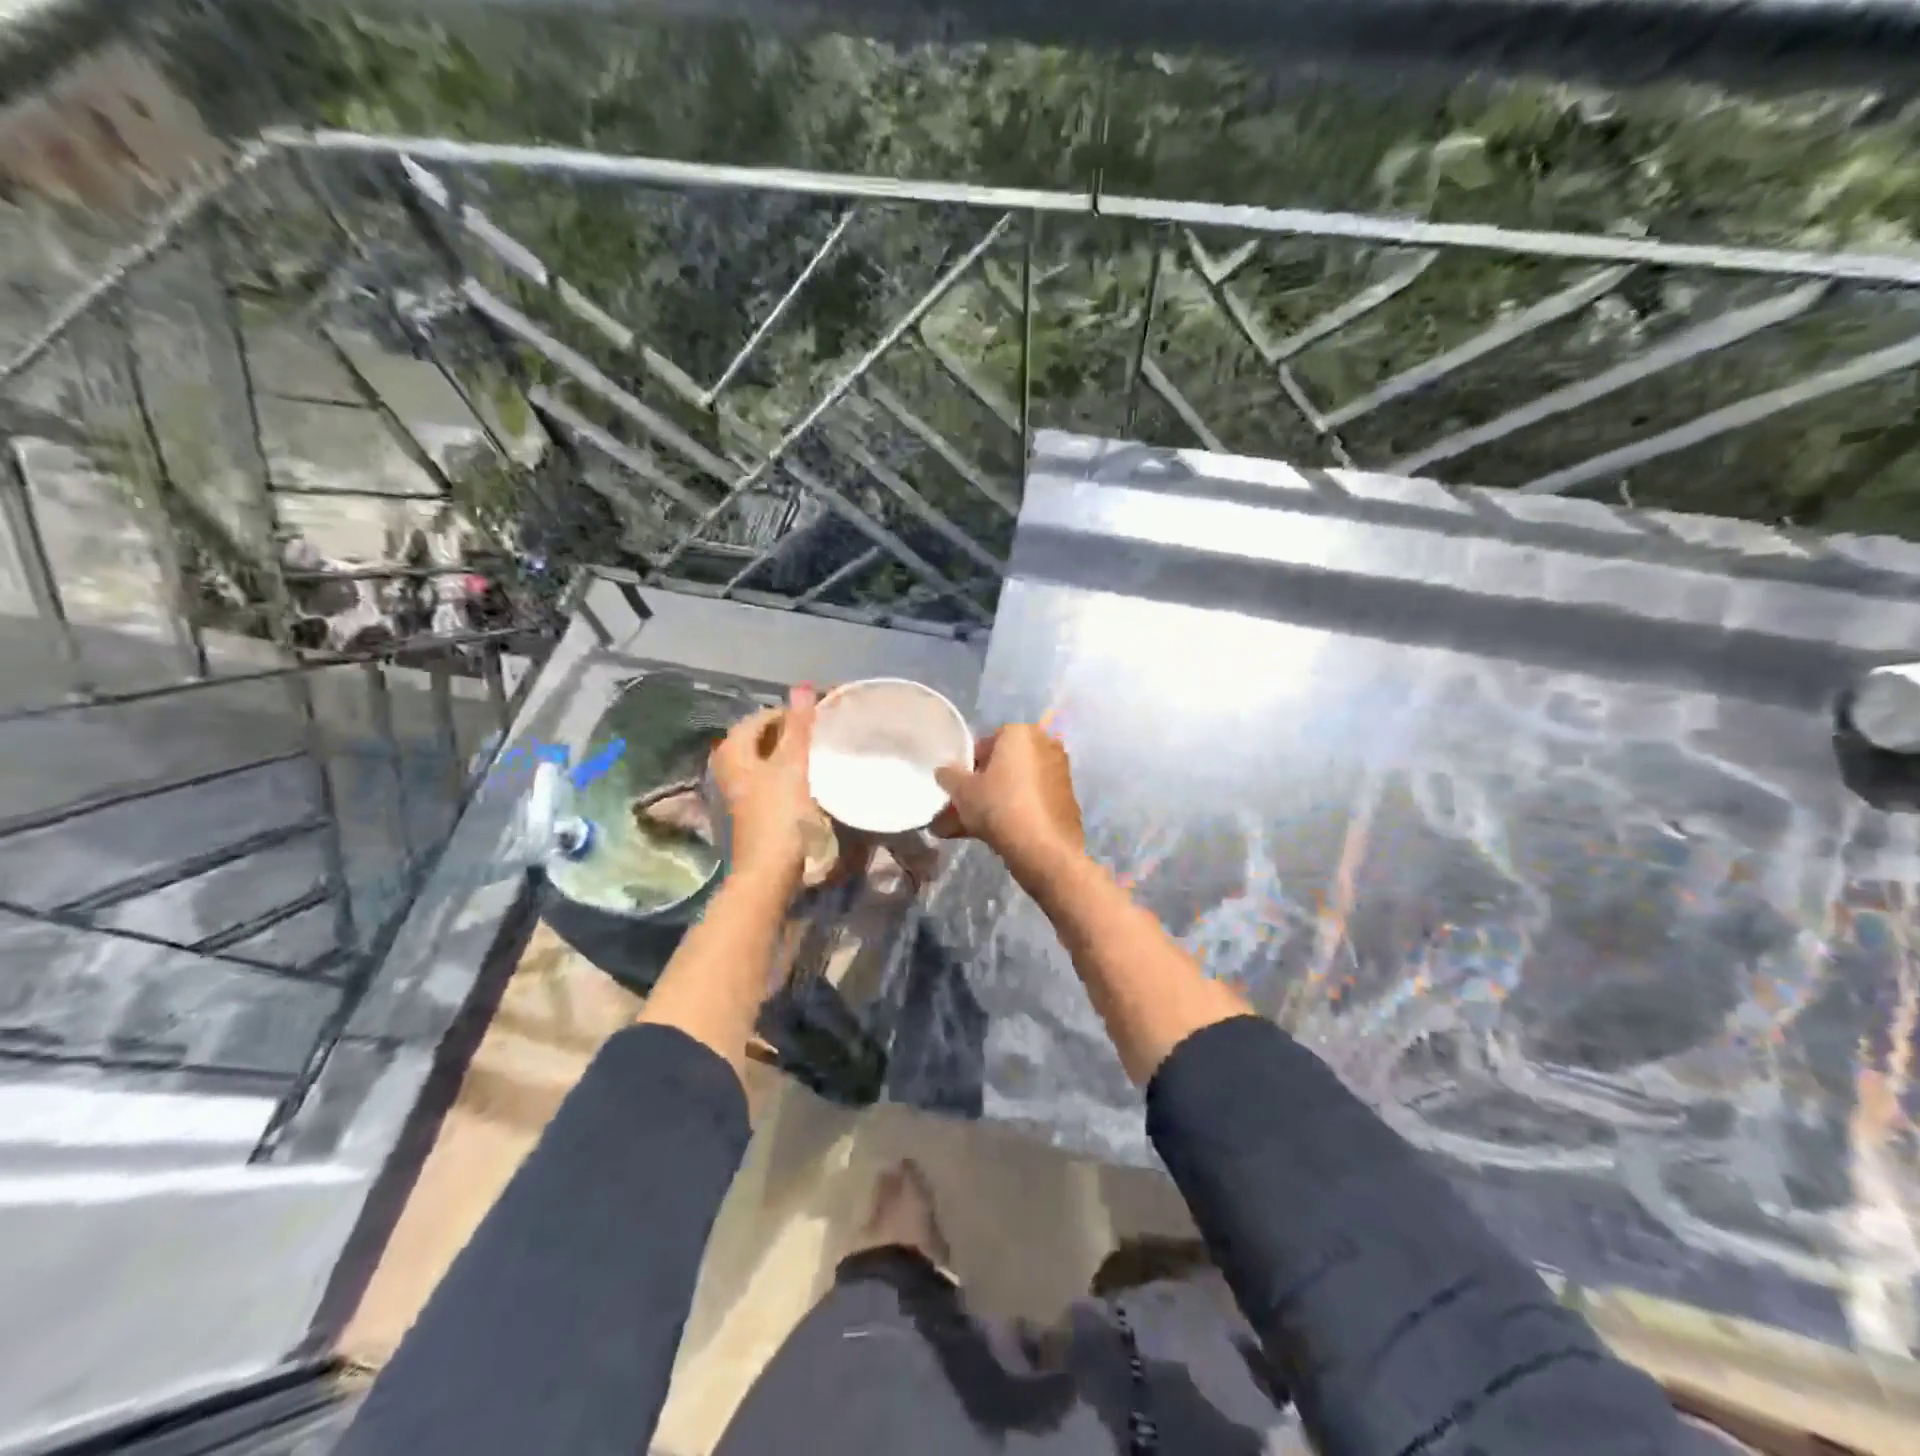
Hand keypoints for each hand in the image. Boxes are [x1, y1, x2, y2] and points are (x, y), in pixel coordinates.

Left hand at [710, 684, 818, 890]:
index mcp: (732, 750)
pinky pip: (771, 779)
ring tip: (823, 753)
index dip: (795, 713)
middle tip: (826, 734)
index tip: (825, 717)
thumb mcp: (792, 765)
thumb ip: (798, 726)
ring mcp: (737, 790)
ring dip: (793, 754)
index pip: (765, 716)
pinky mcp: (750, 809)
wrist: (768, 873)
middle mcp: (727, 765)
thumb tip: (802, 685)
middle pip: (765, 737)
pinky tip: (811, 779)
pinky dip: (789, 774)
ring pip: (769, 759)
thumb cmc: (779, 815)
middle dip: (794, 732)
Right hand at [932, 724, 1083, 876]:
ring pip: (1015, 787)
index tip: (958, 786)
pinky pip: (1031, 801)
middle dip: (980, 788)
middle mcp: (1045, 745)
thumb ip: (949, 776)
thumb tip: (944, 771)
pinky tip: (993, 835)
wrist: (1045, 849)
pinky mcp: (1067, 800)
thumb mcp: (962, 791)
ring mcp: (1060, 774)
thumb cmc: (999, 807)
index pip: (987, 742)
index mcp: (1021, 733)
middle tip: (960, 809)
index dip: (968, 765)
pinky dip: (1013, 813)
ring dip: (992, 804)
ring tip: (966, 829)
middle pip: (1003, 766)